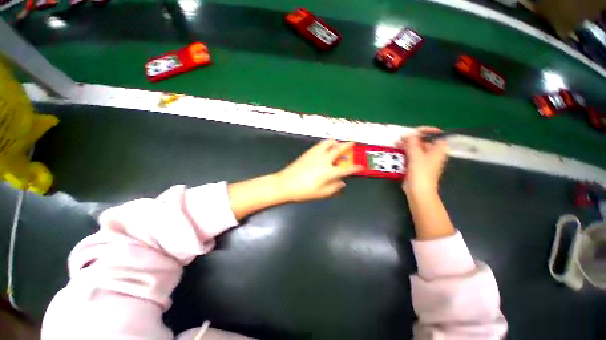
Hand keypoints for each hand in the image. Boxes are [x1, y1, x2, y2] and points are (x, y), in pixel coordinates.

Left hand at [276, 140, 362, 201]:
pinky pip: (319, 145)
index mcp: (329, 172)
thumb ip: (334, 188)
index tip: (361, 166)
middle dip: (348, 146)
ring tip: (337, 143)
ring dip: (335, 142)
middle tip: (352, 142)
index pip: (346, 169)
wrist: (285, 184)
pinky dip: (325, 144)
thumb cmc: (304, 191)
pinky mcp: (308, 153)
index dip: (355, 168)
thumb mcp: (322, 194)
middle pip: (339, 150)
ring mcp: (316, 154)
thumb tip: (342, 182)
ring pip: (328, 143)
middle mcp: (324, 160)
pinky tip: (324, 146)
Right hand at [397, 127, 447, 196]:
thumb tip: (408, 134)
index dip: (426, 131)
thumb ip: (412, 143)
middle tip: (402, 137)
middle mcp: (433, 153)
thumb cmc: (421, 173)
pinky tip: (398, 150)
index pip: (436, 135)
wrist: (419, 191)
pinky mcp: (417, 165)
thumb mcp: (416, 156)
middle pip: (425, 141)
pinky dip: (406, 151)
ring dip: (408, 144)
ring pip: (417, 148)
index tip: (414, 130)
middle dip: (413, 138)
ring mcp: (425, 160)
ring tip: (397, 143)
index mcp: (438, 150)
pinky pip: (412, 154)